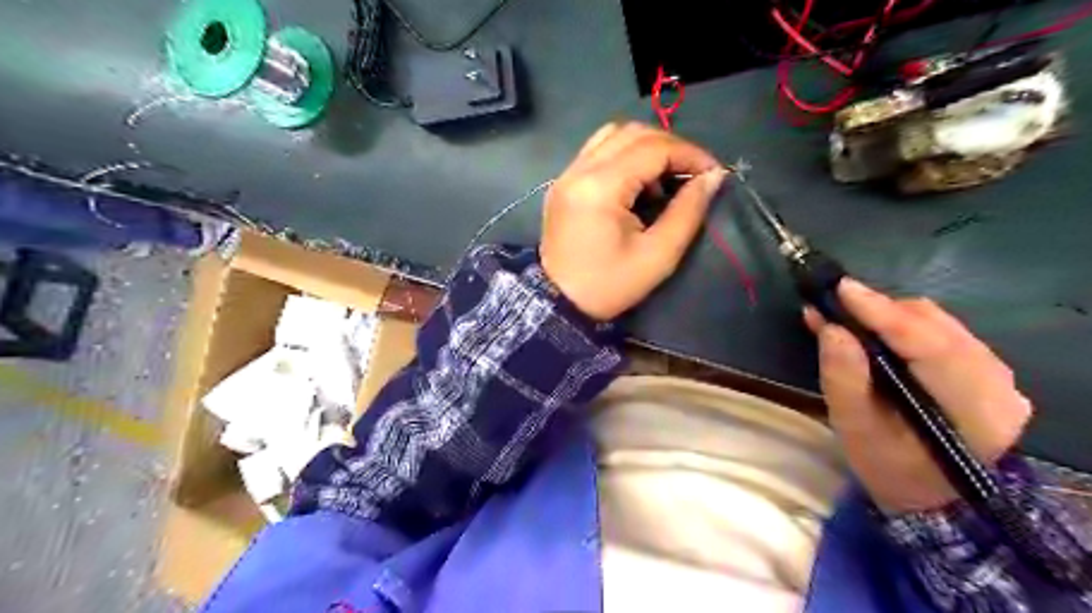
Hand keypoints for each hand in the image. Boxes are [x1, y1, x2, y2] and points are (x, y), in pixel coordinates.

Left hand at [540, 122, 723, 319]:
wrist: (558, 303)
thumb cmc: (609, 285)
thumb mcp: (658, 255)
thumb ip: (688, 211)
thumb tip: (713, 177)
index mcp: (600, 187)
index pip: (653, 148)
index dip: (690, 155)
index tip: (713, 174)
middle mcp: (579, 170)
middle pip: (633, 133)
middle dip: (671, 147)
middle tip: (692, 175)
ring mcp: (566, 174)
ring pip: (613, 135)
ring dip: (646, 147)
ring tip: (665, 179)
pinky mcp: (563, 183)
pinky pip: (597, 151)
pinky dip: (624, 156)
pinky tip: (637, 184)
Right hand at [809, 281, 1033, 513]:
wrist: (928, 493)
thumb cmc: (888, 465)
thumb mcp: (855, 427)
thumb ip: (844, 377)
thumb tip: (831, 327)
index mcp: (973, 408)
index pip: (929, 344)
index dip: (882, 312)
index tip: (841, 288)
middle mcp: (997, 382)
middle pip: (934, 324)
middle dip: (879, 309)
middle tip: (833, 306)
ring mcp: (996, 373)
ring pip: (937, 321)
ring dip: (887, 314)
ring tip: (846, 315)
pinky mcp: (983, 367)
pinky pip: (940, 329)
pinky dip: (900, 323)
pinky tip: (872, 327)